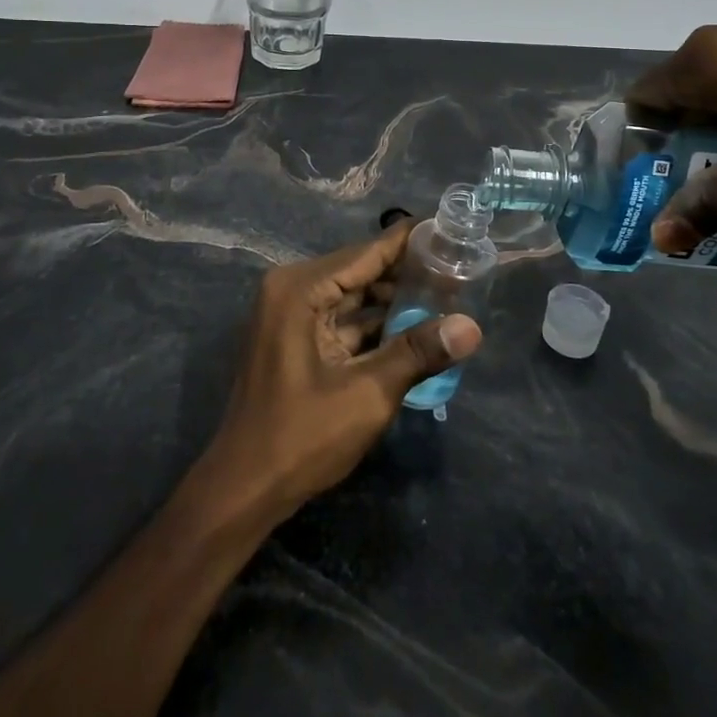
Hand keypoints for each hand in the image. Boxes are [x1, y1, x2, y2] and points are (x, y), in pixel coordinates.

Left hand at [196, 222, 482, 523]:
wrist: (244, 489)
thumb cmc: (302, 437)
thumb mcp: (367, 394)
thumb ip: (418, 352)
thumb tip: (472, 327)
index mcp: (300, 289)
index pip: (366, 253)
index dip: (408, 241)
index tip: (447, 227)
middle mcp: (291, 290)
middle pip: (359, 271)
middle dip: (405, 273)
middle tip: (457, 270)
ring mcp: (289, 315)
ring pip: (351, 296)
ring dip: (391, 300)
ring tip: (444, 297)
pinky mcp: (292, 339)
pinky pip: (340, 319)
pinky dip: (372, 324)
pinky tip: (411, 328)